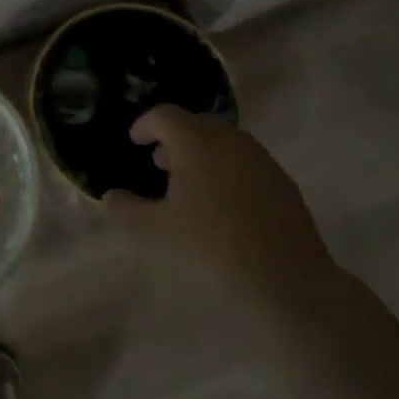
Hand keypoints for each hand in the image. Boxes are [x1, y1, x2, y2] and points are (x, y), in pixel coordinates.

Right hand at [109, 106, 336, 296]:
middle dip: (174, 139)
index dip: (145, 125)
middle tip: (160, 164)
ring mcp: (260, 158)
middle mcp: (229, 139)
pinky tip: (224, 205)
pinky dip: (227, 170)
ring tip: (190, 185)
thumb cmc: (212, 249)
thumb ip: (126, 210)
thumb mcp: (156, 232)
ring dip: (202, 154)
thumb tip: (110, 197)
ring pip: (223, 142)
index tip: (135, 140)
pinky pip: (245, 163)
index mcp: (196, 142)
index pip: (164, 116)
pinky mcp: (282, 181)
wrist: (288, 282)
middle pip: (196, 124)